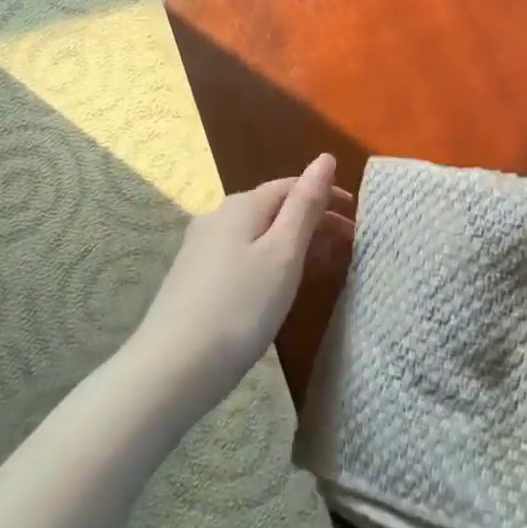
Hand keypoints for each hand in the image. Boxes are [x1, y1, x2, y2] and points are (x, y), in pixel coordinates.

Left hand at [139, 154, 352, 408]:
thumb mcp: (283, 253)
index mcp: (241, 206)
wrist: (170, 370)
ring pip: (257, 233)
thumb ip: (305, 205)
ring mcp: (200, 249)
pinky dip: (269, 260)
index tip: (356, 216)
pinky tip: (276, 284)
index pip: (291, 185)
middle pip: (274, 208)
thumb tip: (325, 158)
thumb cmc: (240, 307)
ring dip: (292, 241)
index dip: (325, 195)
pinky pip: (242, 255)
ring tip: (319, 264)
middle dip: (312, 220)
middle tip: (347, 244)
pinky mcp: (193, 279)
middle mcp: (217, 218)